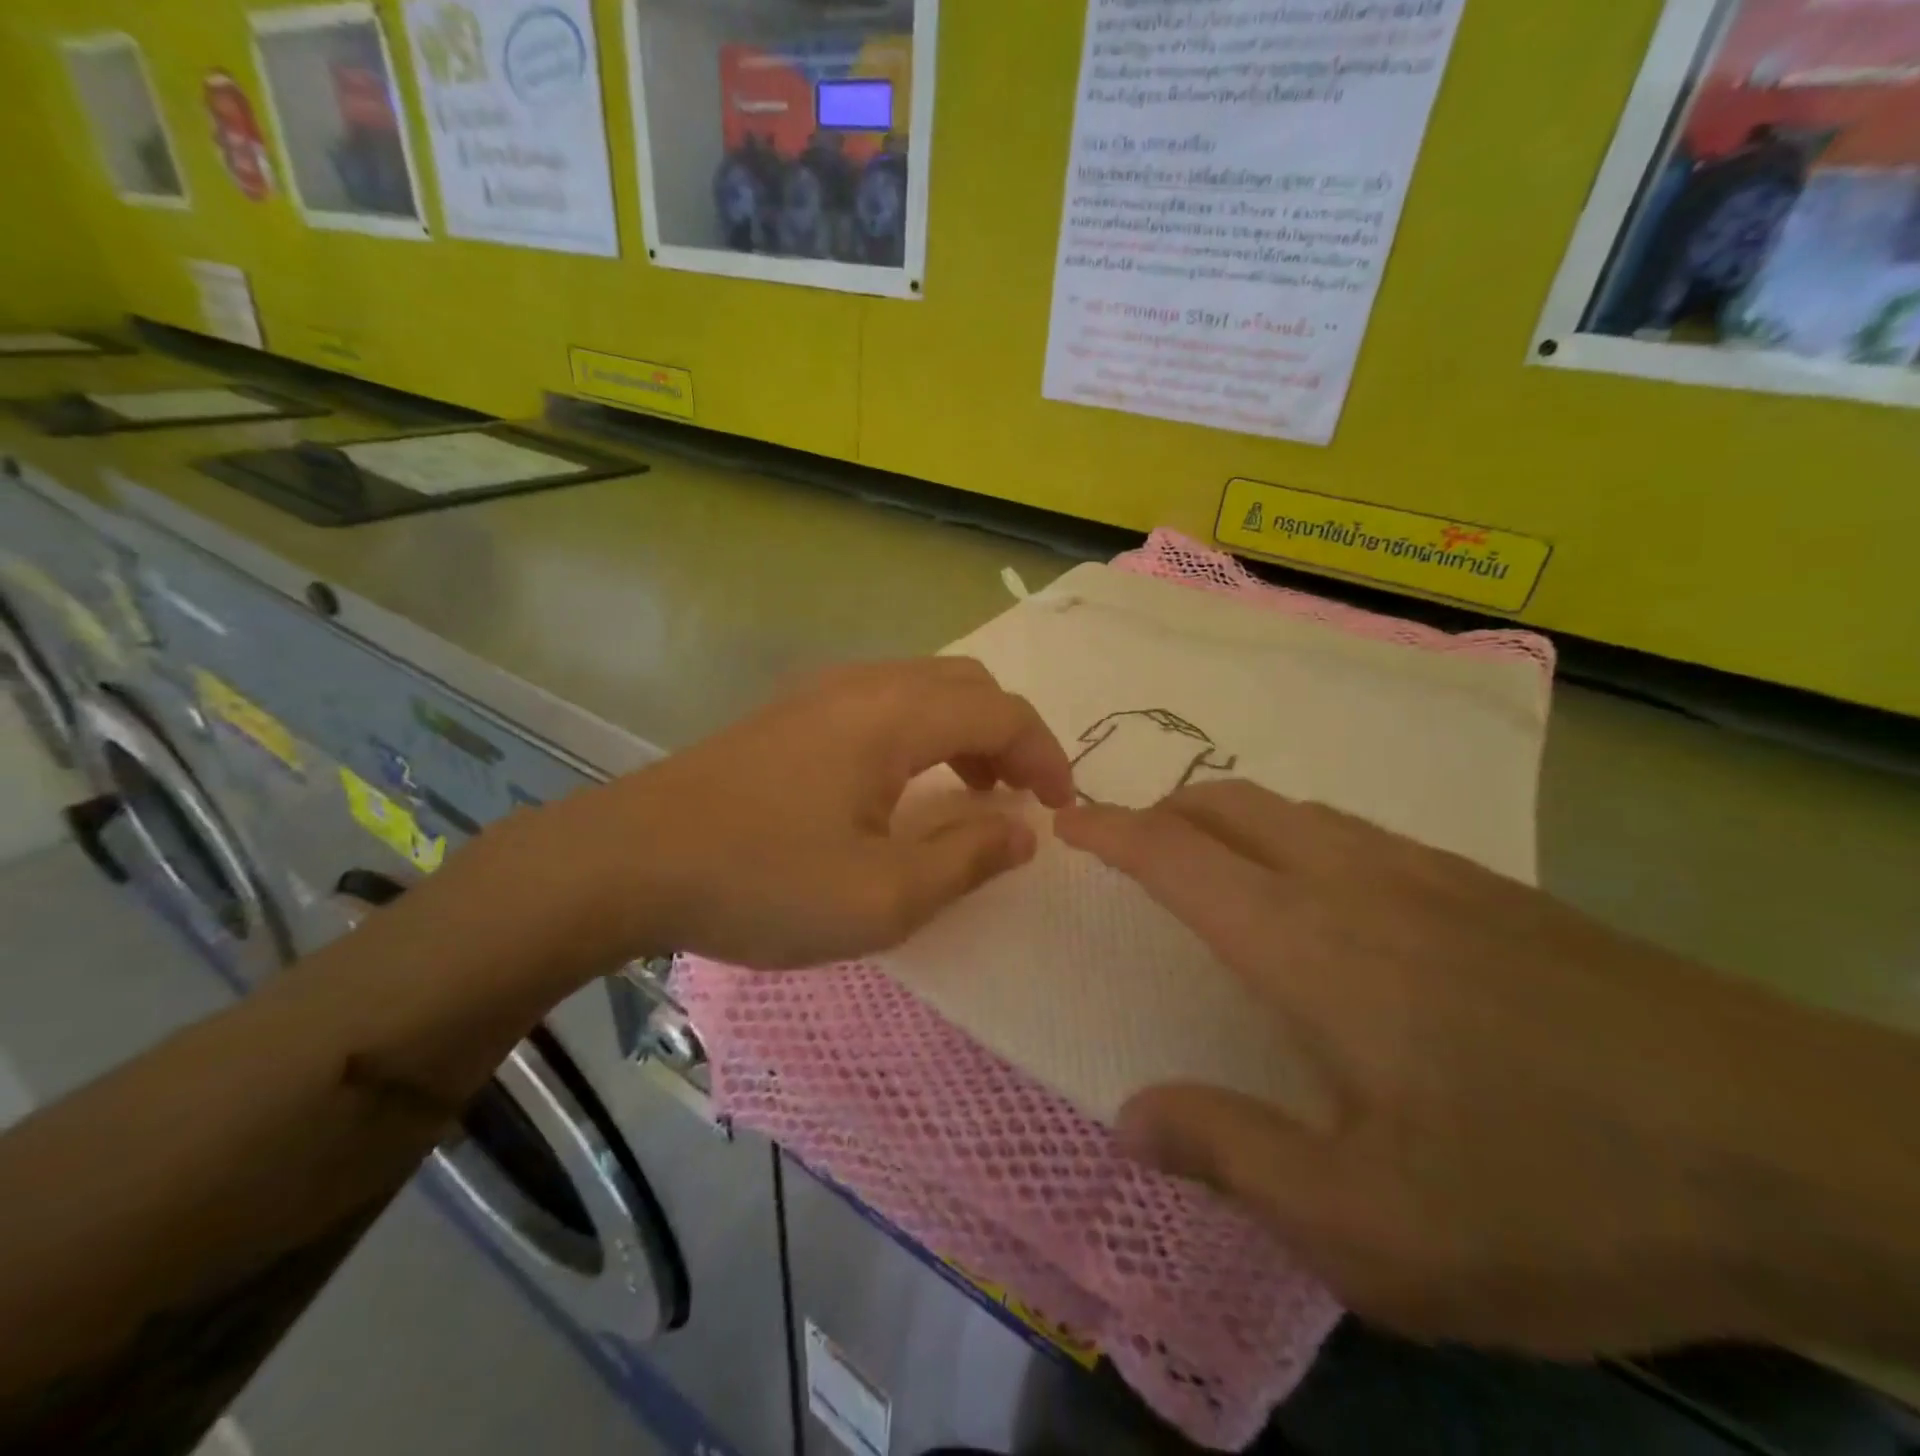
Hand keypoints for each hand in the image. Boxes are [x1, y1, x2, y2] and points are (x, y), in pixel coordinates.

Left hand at [551, 658, 1072, 970]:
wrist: (628, 862)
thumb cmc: (762, 881)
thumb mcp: (882, 896)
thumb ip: (967, 859)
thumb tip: (1022, 830)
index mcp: (894, 716)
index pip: (1001, 713)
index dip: (1046, 756)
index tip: (1063, 808)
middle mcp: (865, 685)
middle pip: (967, 686)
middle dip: (1010, 738)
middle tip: (1018, 800)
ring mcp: (822, 694)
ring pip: (925, 689)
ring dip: (966, 733)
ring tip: (972, 793)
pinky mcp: (791, 714)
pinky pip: (885, 703)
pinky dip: (923, 734)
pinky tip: (903, 787)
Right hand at [1057, 781, 1919, 1359]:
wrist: (1808, 1151)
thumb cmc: (1561, 1191)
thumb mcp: (1375, 1229)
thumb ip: (1234, 1157)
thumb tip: (1133, 1118)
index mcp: (1308, 943)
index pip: (1176, 856)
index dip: (1111, 833)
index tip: (1067, 823)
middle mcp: (1355, 881)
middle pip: (1231, 805)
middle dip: (1164, 812)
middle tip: (1129, 847)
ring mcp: (1430, 873)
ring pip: (1294, 809)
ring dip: (1230, 819)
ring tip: (1208, 863)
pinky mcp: (1490, 888)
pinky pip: (1355, 831)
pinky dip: (1298, 835)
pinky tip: (1322, 893)